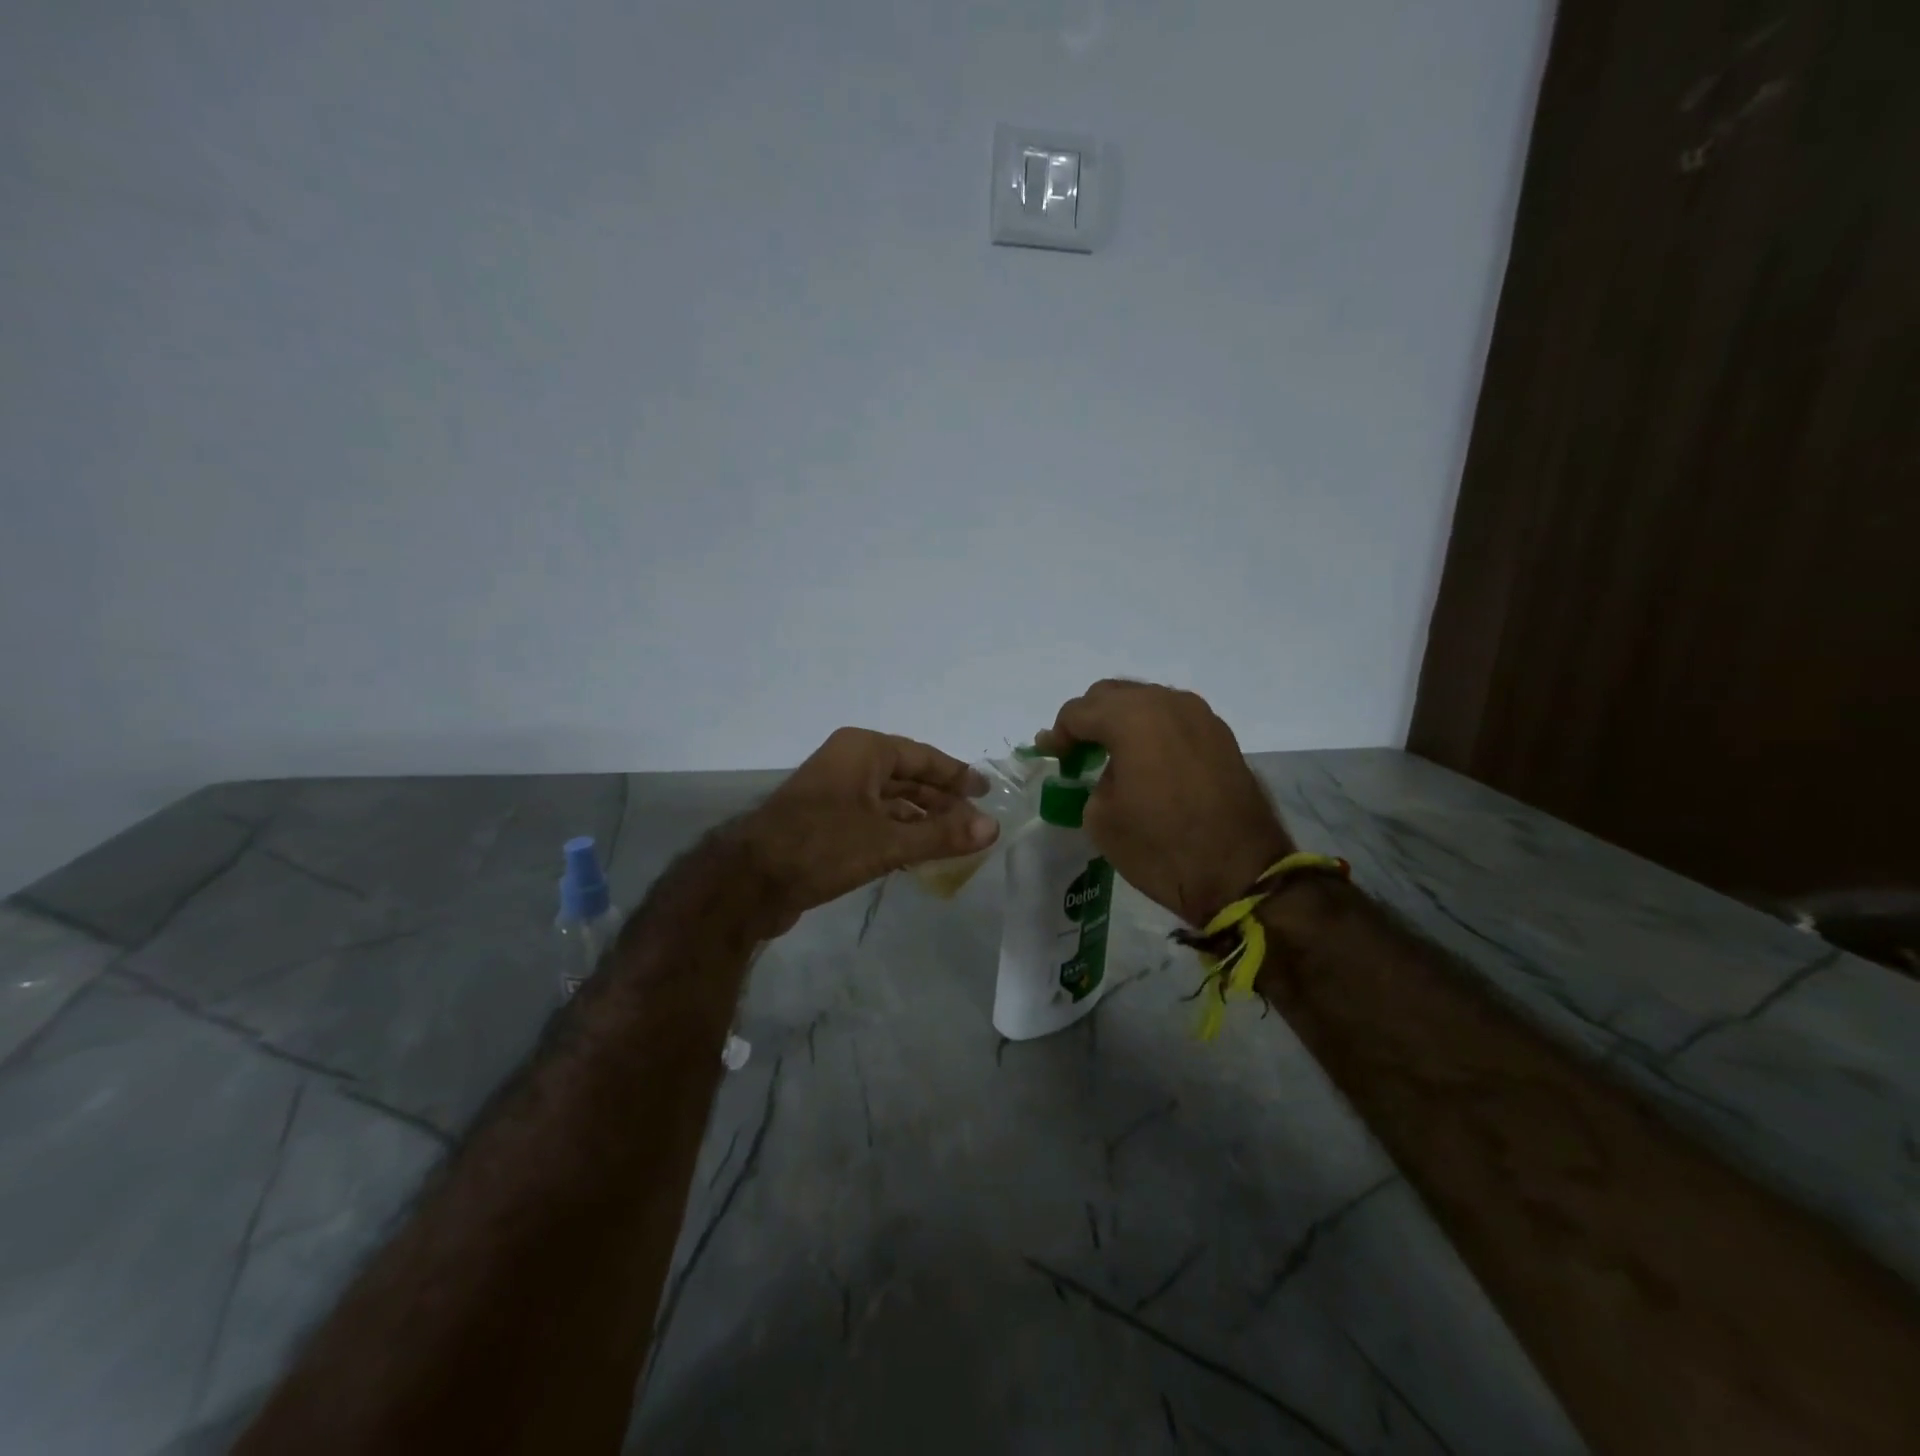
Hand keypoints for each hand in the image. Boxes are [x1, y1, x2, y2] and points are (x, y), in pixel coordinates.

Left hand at [733, 728, 997, 931]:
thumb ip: (942, 835)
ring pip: (890, 801)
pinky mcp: (825, 822)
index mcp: (863, 751)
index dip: (957, 775)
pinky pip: (873, 820)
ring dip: (921, 820)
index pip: (923, 756)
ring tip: (954, 842)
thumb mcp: (887, 842)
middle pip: (908, 777)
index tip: (985, 791)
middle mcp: (849, 763)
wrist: (749, 882)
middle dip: (941, 800)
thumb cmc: (821, 847)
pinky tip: (918, 854)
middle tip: (975, 823)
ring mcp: (834, 793)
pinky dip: (898, 833)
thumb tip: (993, 828)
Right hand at [1038, 681, 1293, 926]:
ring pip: (1148, 701)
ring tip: (1113, 755)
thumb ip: (1092, 780)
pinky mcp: (1221, 736)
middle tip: (1077, 752)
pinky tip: (1148, 761)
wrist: (1240, 874)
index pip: (1079, 711)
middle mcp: (1167, 703)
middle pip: (1113, 694)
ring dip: (1123, 721)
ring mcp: (1200, 716)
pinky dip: (1153, 731)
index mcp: (1131, 717)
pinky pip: (1174, 719)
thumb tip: (1106, 771)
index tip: (1051, 756)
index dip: (1058, 734)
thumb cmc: (1160, 847)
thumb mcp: (1101, 818)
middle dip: (1089, 719)